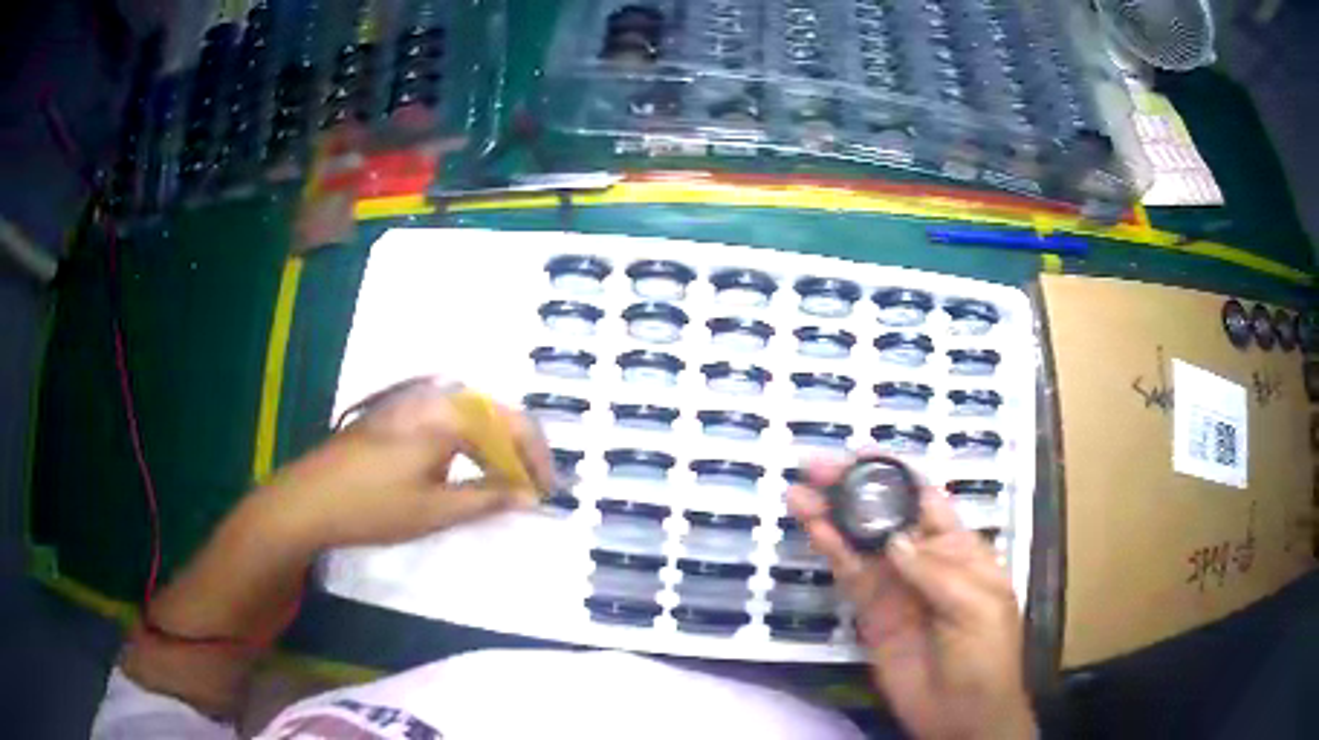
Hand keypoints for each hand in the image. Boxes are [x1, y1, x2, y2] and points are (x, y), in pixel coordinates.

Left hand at [254, 379, 555, 549]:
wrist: (308, 499)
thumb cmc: (373, 506)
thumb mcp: (435, 510)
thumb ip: (488, 499)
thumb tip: (530, 496)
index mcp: (447, 415)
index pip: (511, 425)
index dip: (536, 459)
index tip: (546, 493)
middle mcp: (433, 398)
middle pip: (493, 415)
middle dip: (518, 451)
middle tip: (528, 489)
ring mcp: (410, 404)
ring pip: (470, 417)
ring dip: (493, 447)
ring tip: (503, 483)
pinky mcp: (395, 416)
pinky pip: (446, 421)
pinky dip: (467, 444)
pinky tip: (465, 469)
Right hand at [788, 458, 1033, 739]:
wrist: (962, 715)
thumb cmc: (987, 656)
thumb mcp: (977, 607)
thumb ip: (936, 573)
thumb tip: (894, 540)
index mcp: (960, 549)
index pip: (926, 500)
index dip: (894, 474)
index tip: (859, 453)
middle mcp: (924, 561)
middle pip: (884, 516)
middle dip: (853, 490)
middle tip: (815, 468)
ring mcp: (895, 588)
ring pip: (860, 544)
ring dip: (832, 518)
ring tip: (799, 494)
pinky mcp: (872, 615)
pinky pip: (850, 579)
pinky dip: (832, 554)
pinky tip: (814, 531)